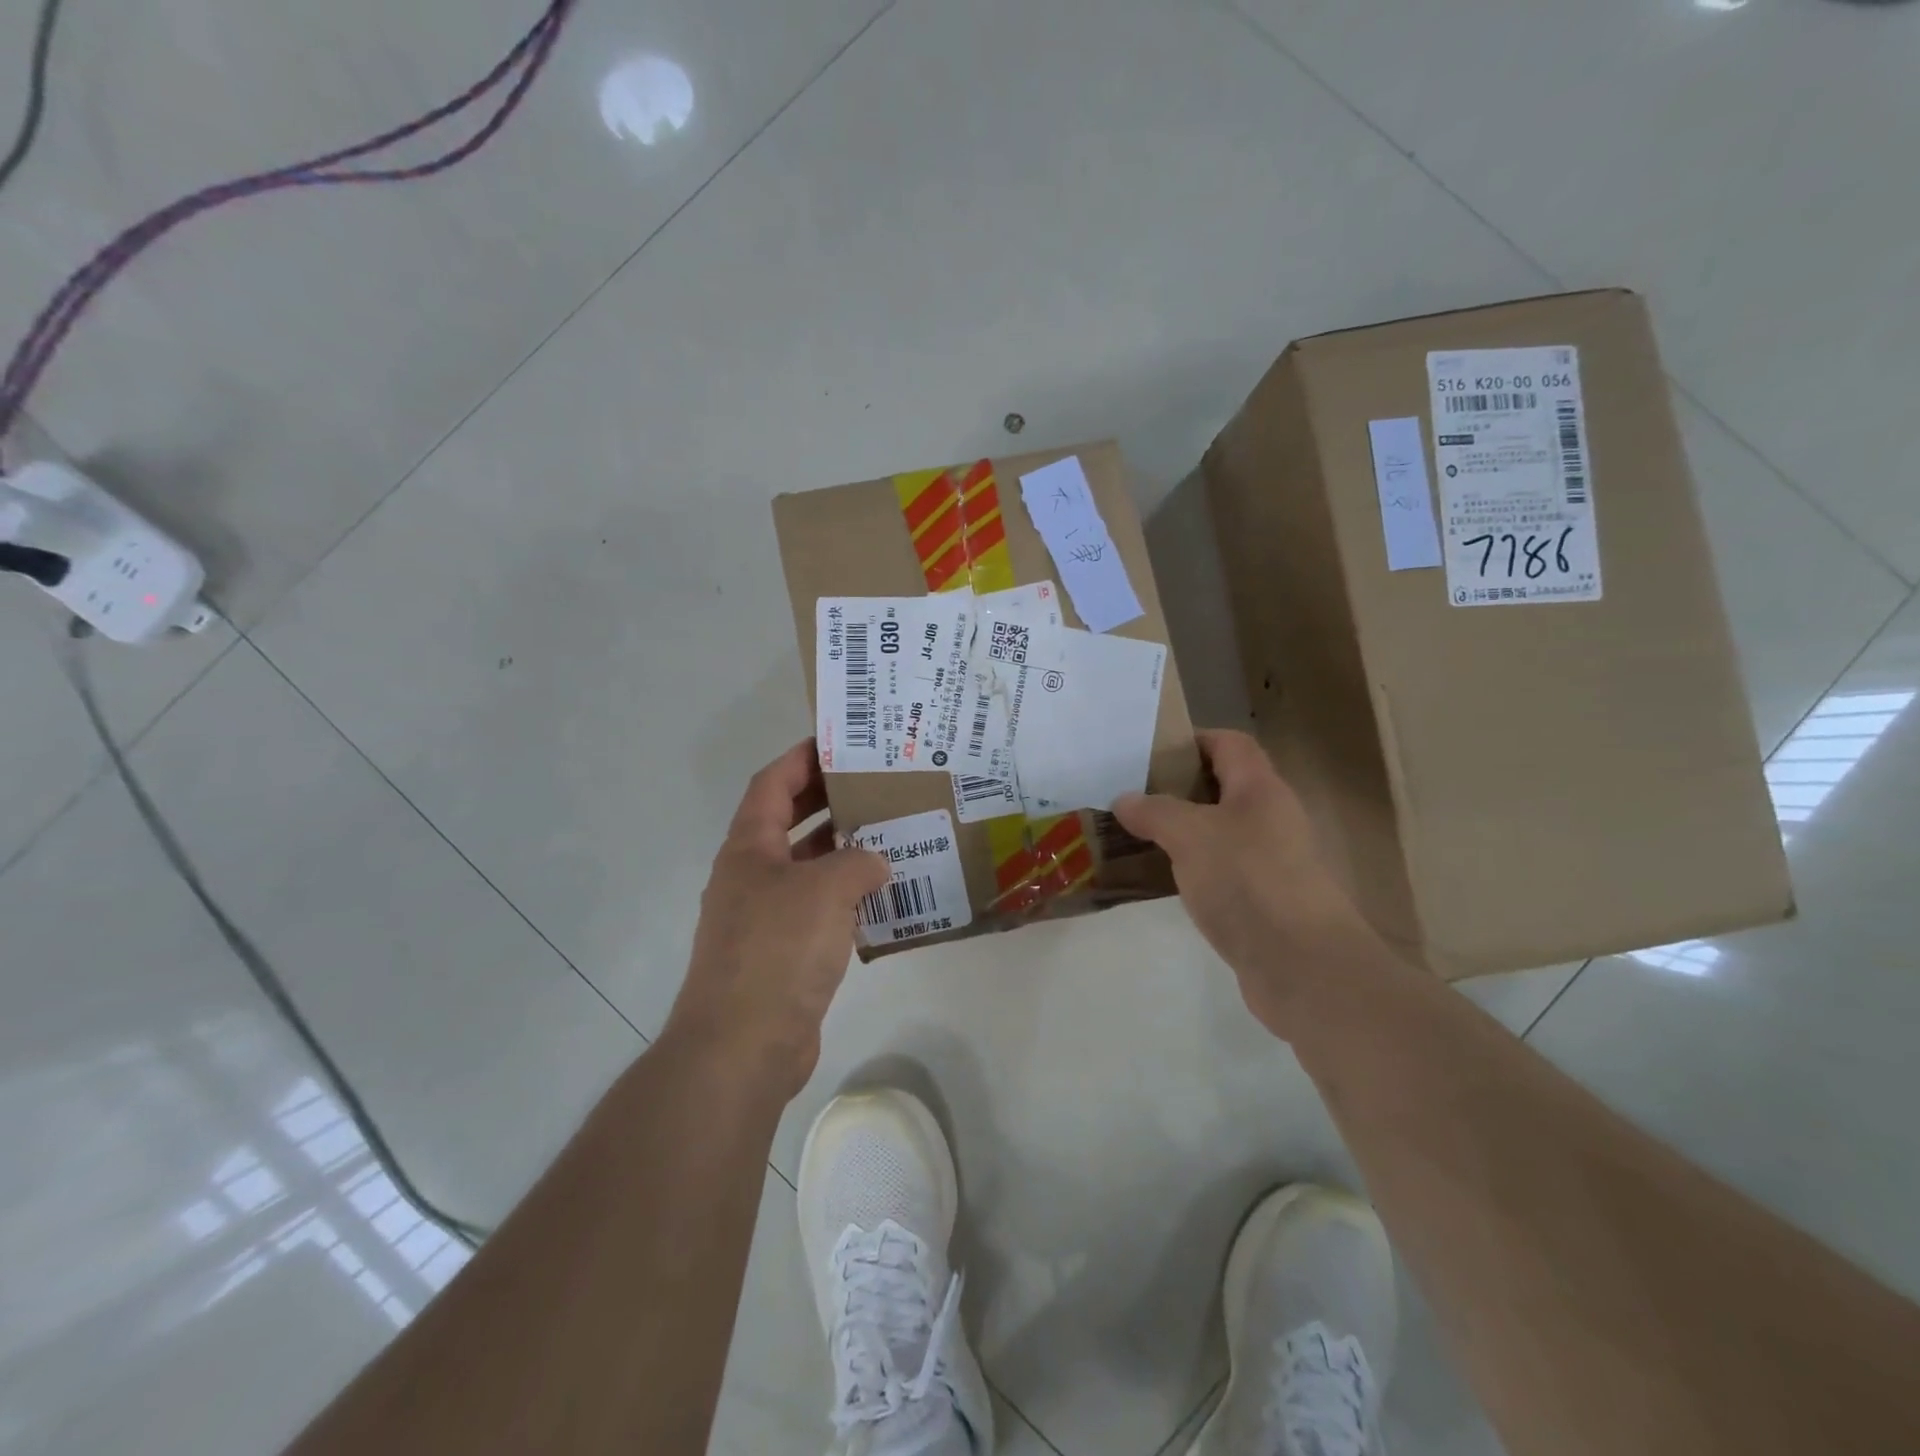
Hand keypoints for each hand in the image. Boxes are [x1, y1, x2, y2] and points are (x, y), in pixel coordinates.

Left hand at [664, 741, 889, 1094]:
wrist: (742, 1046)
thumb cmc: (778, 950)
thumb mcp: (825, 890)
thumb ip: (857, 862)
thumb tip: (875, 863)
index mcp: (749, 849)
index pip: (772, 784)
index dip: (802, 758)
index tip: (839, 742)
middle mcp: (752, 876)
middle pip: (789, 822)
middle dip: (828, 801)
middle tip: (875, 785)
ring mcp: (764, 918)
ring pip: (808, 869)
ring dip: (844, 852)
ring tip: (891, 835)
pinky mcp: (783, 954)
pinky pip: (819, 911)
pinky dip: (847, 899)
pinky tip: (884, 899)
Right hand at [1114, 729, 1380, 1034]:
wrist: (1302, 967)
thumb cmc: (1248, 881)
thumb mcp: (1191, 835)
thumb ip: (1155, 812)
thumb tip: (1124, 800)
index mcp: (1260, 790)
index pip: (1230, 744)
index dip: (1193, 740)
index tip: (1149, 752)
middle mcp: (1270, 819)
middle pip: (1223, 787)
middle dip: (1177, 788)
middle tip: (1132, 796)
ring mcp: (1269, 862)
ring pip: (1219, 832)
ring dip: (1181, 832)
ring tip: (1136, 835)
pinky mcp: (1262, 901)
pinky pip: (1220, 871)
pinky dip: (1191, 869)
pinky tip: (1160, 880)